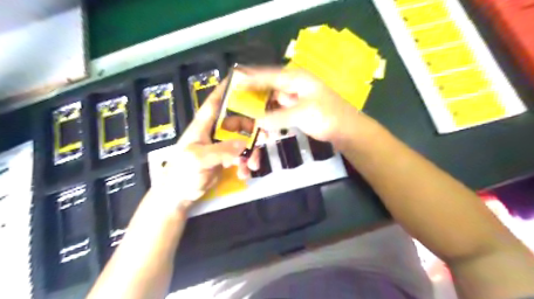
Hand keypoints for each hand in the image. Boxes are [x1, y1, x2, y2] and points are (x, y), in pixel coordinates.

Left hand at [150, 79, 258, 210]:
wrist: (179, 196)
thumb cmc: (181, 174)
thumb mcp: (198, 160)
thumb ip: (220, 150)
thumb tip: (243, 144)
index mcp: (202, 126)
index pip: (214, 103)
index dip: (226, 90)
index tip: (241, 79)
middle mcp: (213, 132)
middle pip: (238, 122)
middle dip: (252, 130)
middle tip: (266, 138)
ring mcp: (221, 145)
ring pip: (243, 140)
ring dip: (251, 152)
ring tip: (252, 166)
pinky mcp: (225, 157)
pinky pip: (241, 155)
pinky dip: (246, 164)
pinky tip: (245, 174)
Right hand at [241, 68, 366, 146]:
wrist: (347, 131)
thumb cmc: (328, 117)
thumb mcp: (303, 114)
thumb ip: (278, 117)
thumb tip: (256, 122)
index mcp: (295, 79)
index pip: (267, 76)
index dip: (249, 79)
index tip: (232, 83)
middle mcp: (292, 86)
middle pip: (266, 89)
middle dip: (251, 98)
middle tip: (234, 105)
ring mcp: (293, 99)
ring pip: (270, 103)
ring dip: (259, 112)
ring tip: (244, 119)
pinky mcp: (295, 111)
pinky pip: (276, 113)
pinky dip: (268, 120)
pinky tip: (260, 128)